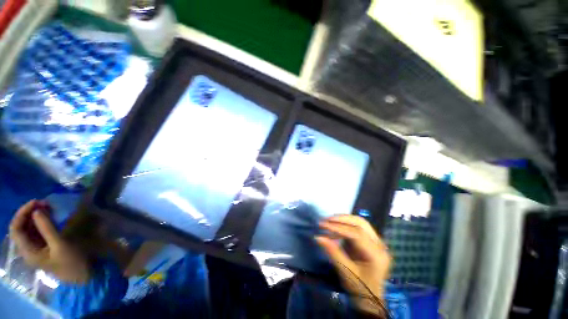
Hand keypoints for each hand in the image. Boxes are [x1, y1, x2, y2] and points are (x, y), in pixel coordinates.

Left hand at [9, 200, 89, 283]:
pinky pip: (37, 231)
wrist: (82, 275)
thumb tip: (37, 211)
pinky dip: (41, 221)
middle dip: (29, 213)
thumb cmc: (71, 261)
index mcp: (28, 251)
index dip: (21, 213)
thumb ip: (47, 229)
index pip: (15, 229)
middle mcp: (28, 249)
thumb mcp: (60, 245)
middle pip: (20, 228)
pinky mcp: (44, 246)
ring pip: (29, 228)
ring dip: (35, 216)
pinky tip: (49, 216)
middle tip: (43, 203)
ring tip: (47, 207)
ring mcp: (36, 248)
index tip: (35, 202)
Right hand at [316, 215, 390, 315]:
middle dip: (342, 219)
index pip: (357, 234)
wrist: (370, 298)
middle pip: (361, 223)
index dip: (338, 227)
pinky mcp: (372, 241)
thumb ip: (333, 252)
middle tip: (326, 220)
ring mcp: (377, 242)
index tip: (323, 225)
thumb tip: (318, 237)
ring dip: (344, 219)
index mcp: (377, 255)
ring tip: (330, 220)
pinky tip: (337, 225)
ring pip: (361, 222)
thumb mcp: (345, 271)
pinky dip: (347, 224)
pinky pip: (359, 227)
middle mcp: (380, 245)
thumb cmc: (358, 288)